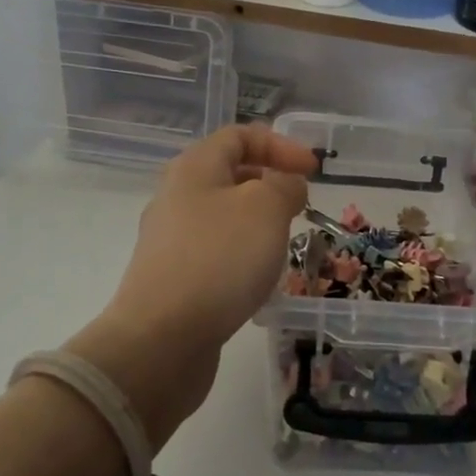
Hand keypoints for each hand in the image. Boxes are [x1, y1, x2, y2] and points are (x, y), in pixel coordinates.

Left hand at [66, 125, 314, 444]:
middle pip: (228, 174)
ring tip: (285, 242)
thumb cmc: (219, 260)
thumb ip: (284, 185)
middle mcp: (176, 197)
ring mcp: (171, 241)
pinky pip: (215, 253)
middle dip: (270, 183)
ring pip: (223, 216)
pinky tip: (259, 279)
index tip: (313, 170)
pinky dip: (243, 255)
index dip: (280, 144)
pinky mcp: (173, 279)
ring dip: (259, 222)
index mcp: (194, 168)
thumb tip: (286, 185)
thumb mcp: (265, 208)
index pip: (239, 136)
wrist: (161, 339)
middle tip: (301, 206)